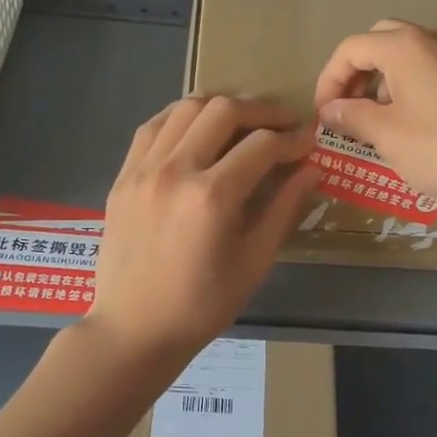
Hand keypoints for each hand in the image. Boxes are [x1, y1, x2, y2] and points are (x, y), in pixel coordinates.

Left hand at [87, 96, 319, 364]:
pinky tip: (197, 130)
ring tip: (241, 123)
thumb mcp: (254, 261)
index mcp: (212, 196)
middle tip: (281, 125)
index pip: (262, 145)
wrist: (134, 329)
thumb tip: (312, 169)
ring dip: (220, 107)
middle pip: (224, 110)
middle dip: (261, 111)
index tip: (307, 143)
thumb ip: (284, 208)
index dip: (292, 139)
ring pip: (186, 108)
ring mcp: (143, 169)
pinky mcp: (123, 175)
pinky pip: (154, 126)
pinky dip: (181, 117)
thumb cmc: (202, 305)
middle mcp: (175, 170)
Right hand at [312, 20, 436, 210]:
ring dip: (382, 82)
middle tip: (347, 109)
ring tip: (376, 122)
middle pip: (380, 42)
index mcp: (404, 46)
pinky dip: (408, 88)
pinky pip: (430, 71)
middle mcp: (432, 40)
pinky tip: (411, 125)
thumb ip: (351, 117)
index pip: (351, 48)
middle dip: (356, 74)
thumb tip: (330, 110)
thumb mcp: (386, 135)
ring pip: (407, 56)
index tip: (323, 115)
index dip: (328, 80)